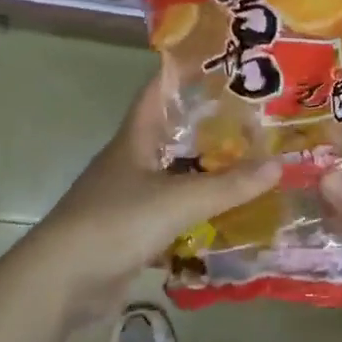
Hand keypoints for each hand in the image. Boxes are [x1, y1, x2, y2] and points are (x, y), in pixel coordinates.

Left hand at [18, 68, 279, 324]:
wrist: (62, 282)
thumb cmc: (116, 223)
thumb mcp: (179, 200)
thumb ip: (229, 185)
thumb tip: (279, 163)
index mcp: (134, 139)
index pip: (158, 91)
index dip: (183, 71)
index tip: (219, 60)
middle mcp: (130, 162)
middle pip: (171, 133)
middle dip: (208, 125)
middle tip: (253, 118)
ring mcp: (127, 198)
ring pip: (173, 174)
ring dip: (205, 170)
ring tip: (249, 163)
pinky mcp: (130, 232)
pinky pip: (171, 213)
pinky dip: (196, 212)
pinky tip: (226, 214)